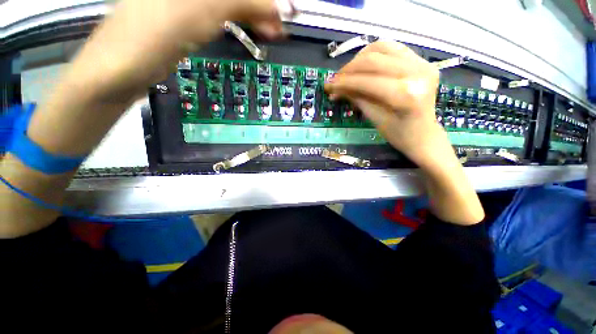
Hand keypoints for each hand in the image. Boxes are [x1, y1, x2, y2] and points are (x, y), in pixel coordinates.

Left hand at [68, 0, 292, 101]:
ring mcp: (185, 0)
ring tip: (269, 33)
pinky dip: (238, 22)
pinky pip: (220, 13)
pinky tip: (248, 30)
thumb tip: (279, 10)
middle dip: (259, 6)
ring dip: (251, 15)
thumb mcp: (207, 8)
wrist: (124, 65)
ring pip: (228, 2)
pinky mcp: (186, 16)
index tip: (280, 14)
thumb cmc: (159, 30)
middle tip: (278, 28)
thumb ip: (244, 2)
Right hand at [325, 41, 443, 167]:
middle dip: (349, 69)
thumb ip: (356, 98)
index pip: (367, 81)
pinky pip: (393, 49)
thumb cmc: (398, 135)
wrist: (424, 135)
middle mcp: (418, 73)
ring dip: (360, 58)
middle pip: (374, 60)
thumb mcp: (374, 118)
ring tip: (348, 73)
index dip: (344, 82)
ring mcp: (423, 63)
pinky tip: (364, 66)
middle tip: (335, 79)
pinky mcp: (423, 61)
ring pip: (382, 47)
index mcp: (406, 95)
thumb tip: (335, 89)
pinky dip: (374, 54)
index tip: (328, 85)